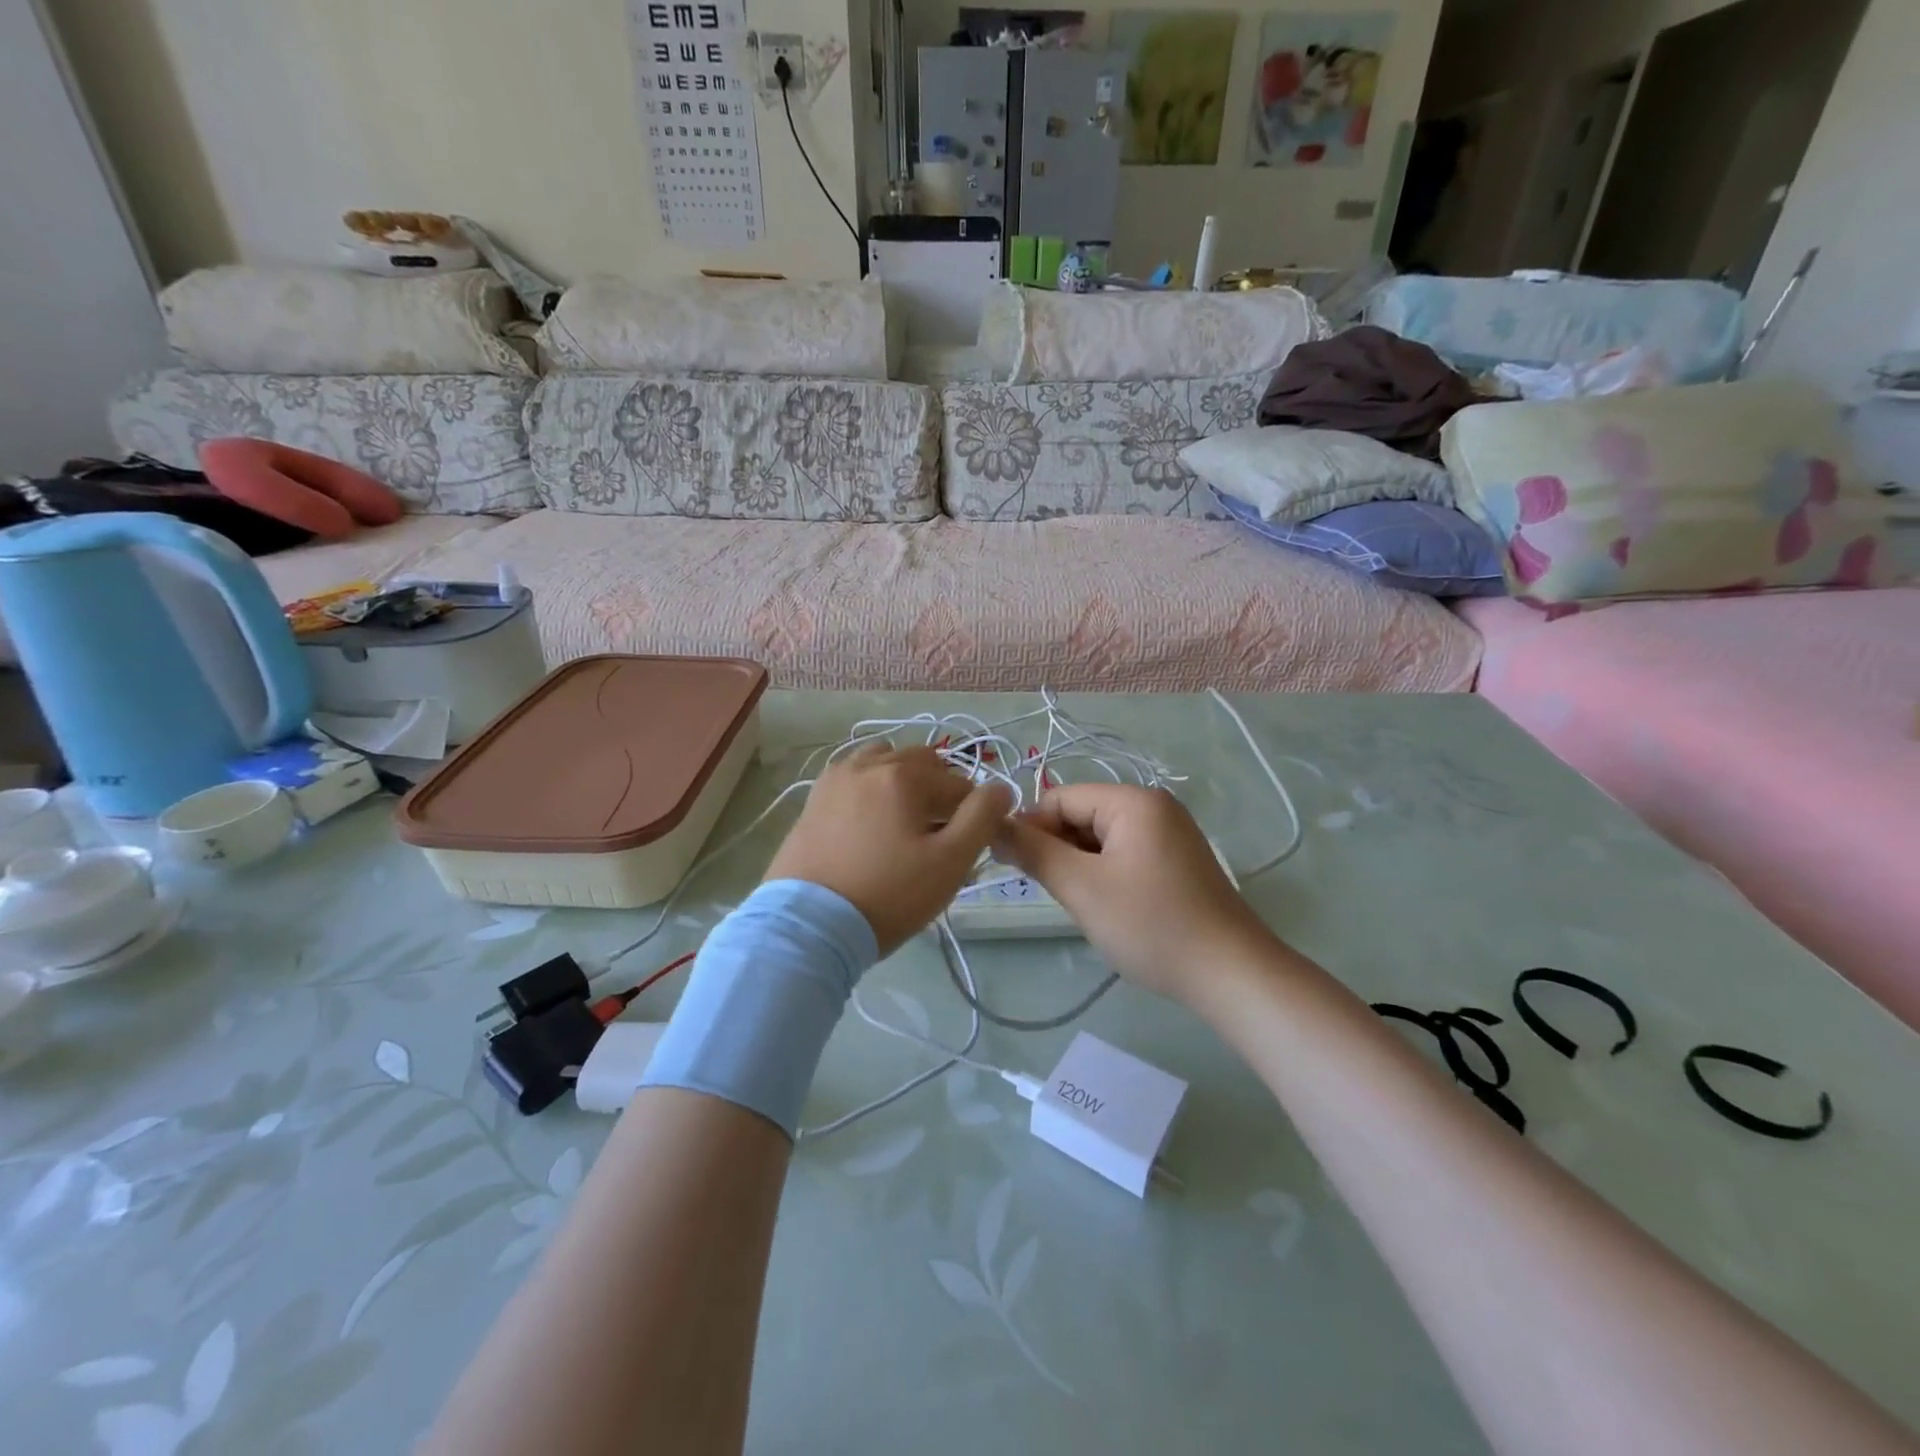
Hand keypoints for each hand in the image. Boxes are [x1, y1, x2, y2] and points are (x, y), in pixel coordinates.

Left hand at [766, 743, 1011, 955]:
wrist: (809, 927)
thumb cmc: (888, 895)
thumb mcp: (950, 861)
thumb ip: (982, 818)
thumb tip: (1000, 788)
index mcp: (902, 774)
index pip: (957, 783)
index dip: (972, 813)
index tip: (967, 846)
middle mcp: (866, 764)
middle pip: (920, 763)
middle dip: (938, 791)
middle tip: (938, 835)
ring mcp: (834, 780)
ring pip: (883, 763)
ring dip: (902, 782)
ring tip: (903, 824)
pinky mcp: (813, 801)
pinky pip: (854, 780)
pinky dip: (871, 790)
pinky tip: (870, 827)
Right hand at [993, 784, 1274, 1003]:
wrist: (1231, 974)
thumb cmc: (1151, 924)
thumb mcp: (1081, 887)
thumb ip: (1033, 851)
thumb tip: (993, 825)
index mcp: (1133, 800)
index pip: (1060, 797)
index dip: (1032, 829)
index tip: (1018, 870)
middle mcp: (1154, 806)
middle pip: (1082, 815)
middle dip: (1060, 850)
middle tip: (1059, 894)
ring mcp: (1171, 834)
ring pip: (1101, 839)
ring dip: (1082, 867)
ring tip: (1086, 906)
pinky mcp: (1178, 862)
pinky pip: (1125, 855)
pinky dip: (1106, 876)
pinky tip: (1110, 909)